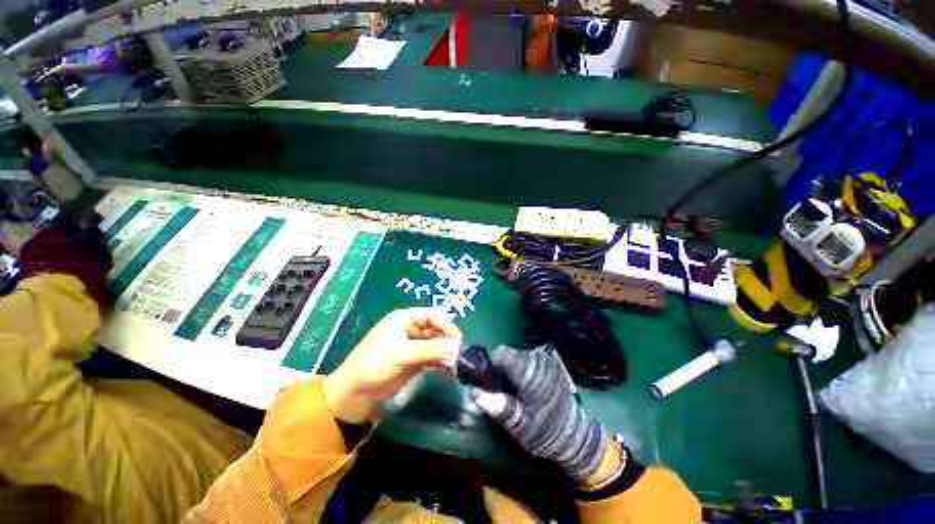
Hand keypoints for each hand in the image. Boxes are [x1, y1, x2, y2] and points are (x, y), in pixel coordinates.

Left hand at [323, 308, 462, 423]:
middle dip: (447, 340)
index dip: (446, 324)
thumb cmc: (375, 364)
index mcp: (405, 318)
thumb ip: (430, 350)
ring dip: (445, 352)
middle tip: (457, 354)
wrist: (356, 394)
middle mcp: (411, 328)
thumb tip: (457, 346)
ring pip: (436, 343)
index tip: (457, 339)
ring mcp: (414, 345)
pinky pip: (433, 356)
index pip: (432, 315)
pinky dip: (441, 362)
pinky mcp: (416, 360)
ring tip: (453, 364)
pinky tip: (447, 371)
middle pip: (436, 329)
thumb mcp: (402, 354)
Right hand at [470, 346, 616, 484]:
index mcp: (531, 372)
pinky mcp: (549, 362)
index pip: (501, 353)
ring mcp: (545, 359)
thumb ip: (498, 407)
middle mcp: (538, 360)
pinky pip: (526, 359)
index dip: (490, 365)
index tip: (488, 383)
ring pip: (515, 355)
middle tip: (501, 392)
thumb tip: (474, 391)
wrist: (576, 437)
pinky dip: (520, 370)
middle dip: (499, 370)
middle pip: (507, 354)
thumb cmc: (546, 433)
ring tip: (514, 392)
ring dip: (509, 370)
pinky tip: (525, 388)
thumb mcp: (520, 426)